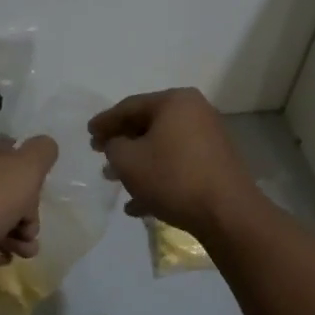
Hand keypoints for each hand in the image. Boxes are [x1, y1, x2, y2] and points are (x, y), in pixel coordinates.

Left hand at [0, 126, 58, 269]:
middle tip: (29, 241)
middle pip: (0, 185)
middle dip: (21, 216)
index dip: (31, 185)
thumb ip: (42, 153)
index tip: (35, 213)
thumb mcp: (25, 171)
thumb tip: (44, 146)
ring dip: (7, 232)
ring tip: (18, 256)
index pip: (14, 154)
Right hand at [88, 88, 257, 239]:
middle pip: (148, 125)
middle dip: (122, 143)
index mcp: (175, 102)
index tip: (88, 133)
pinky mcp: (215, 165)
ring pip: (162, 148)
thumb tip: (117, 144)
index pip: (130, 106)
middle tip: (99, 153)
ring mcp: (208, 139)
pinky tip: (138, 205)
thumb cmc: (172, 177)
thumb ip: (113, 146)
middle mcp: (195, 113)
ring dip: (137, 164)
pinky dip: (157, 179)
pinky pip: (178, 166)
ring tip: (114, 181)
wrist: (226, 212)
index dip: (105, 121)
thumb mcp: (128, 161)